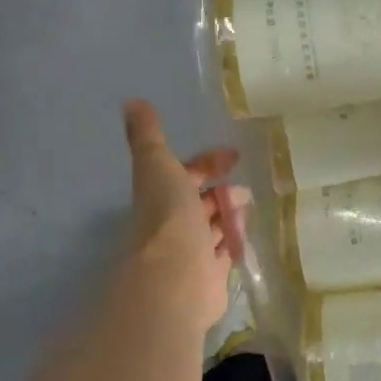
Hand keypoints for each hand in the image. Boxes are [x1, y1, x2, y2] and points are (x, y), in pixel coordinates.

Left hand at [121, 99, 250, 332]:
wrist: (174, 279)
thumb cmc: (168, 217)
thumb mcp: (157, 165)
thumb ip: (148, 136)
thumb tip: (130, 101)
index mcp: (161, 197)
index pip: (185, 174)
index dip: (207, 163)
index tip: (234, 156)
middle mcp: (173, 225)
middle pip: (200, 203)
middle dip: (222, 192)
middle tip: (245, 190)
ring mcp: (191, 253)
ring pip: (213, 228)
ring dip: (229, 216)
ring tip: (249, 209)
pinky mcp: (209, 279)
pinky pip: (224, 255)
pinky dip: (234, 243)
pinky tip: (246, 238)